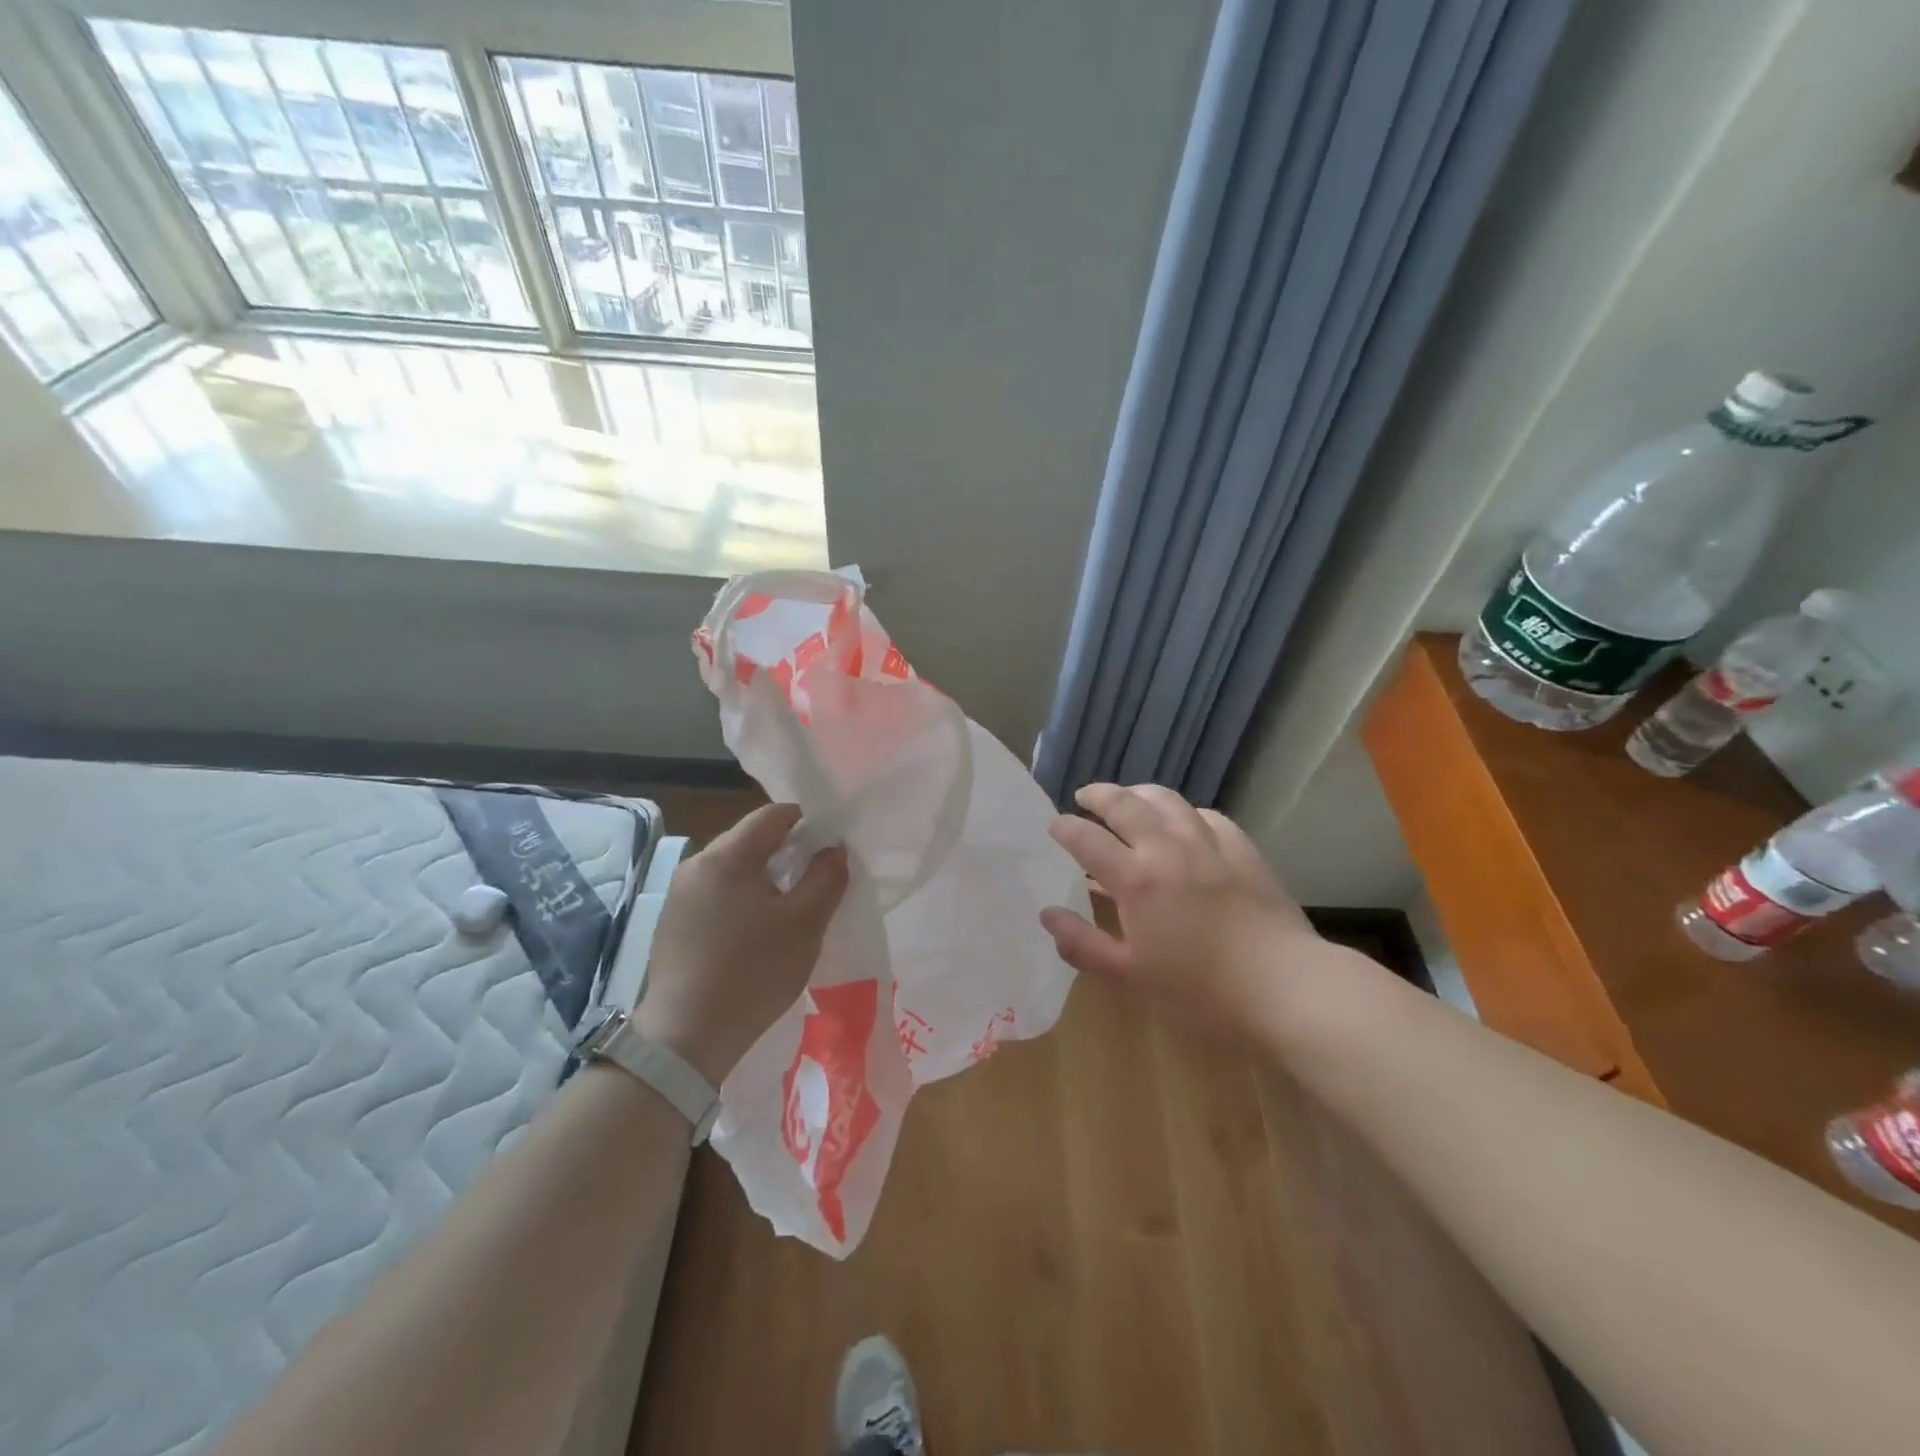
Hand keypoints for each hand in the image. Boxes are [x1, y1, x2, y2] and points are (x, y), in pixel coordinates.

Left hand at [634, 802, 847, 1084]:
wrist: (685, 1038)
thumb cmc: (753, 972)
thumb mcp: (806, 924)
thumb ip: (826, 877)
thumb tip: (834, 848)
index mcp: (727, 856)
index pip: (773, 815)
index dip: (807, 822)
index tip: (829, 848)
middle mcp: (696, 863)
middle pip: (750, 839)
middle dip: (785, 852)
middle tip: (813, 882)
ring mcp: (678, 893)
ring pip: (732, 868)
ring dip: (763, 878)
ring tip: (786, 911)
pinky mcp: (671, 922)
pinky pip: (715, 893)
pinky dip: (740, 899)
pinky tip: (752, 933)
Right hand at [1040, 783, 1318, 1042]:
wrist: (1284, 987)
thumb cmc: (1199, 991)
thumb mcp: (1130, 977)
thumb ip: (1083, 943)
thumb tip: (1048, 914)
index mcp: (1136, 879)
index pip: (1087, 839)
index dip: (1065, 828)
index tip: (1054, 825)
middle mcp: (1167, 848)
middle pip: (1125, 805)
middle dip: (1098, 795)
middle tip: (1084, 796)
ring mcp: (1208, 845)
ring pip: (1167, 800)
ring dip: (1140, 793)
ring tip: (1129, 797)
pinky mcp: (1243, 850)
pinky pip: (1207, 816)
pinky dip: (1185, 812)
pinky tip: (1185, 821)